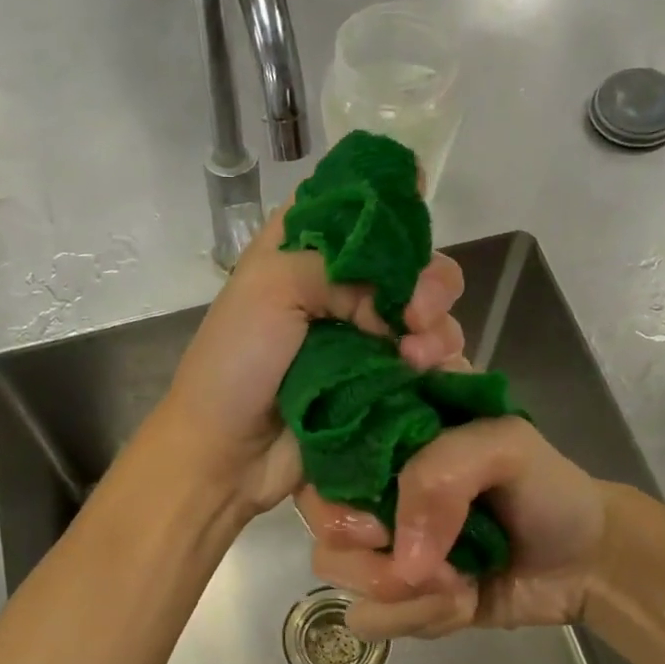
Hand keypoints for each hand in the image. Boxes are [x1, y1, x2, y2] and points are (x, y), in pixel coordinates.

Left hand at [159, 207, 467, 510]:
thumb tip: (400, 298)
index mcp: (305, 251)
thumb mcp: (270, 286)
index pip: (364, 208)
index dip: (397, 210)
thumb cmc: (234, 365)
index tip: (422, 216)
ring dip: (437, 330)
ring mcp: (362, 342)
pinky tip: (432, 377)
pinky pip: (427, 368)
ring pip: (428, 318)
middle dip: (430, 282)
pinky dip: (440, 367)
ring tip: (419, 358)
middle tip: (419, 314)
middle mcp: (339, 290)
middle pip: (410, 265)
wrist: (224, 455)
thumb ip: (341, 266)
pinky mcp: (378, 387)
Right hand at [297, 415, 632, 638]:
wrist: (586, 562)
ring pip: (334, 569)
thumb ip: (441, 477)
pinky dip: (414, 618)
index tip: (381, 506)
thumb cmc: (547, 489)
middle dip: (369, 548)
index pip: (321, 440)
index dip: (335, 476)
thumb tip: (401, 563)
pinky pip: (366, 617)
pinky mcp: (395, 595)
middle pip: (318, 514)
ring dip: (401, 590)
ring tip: (457, 584)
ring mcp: (380, 543)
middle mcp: (372, 486)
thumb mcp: (507, 445)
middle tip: (425, 558)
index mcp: (389, 430)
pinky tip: (458, 603)